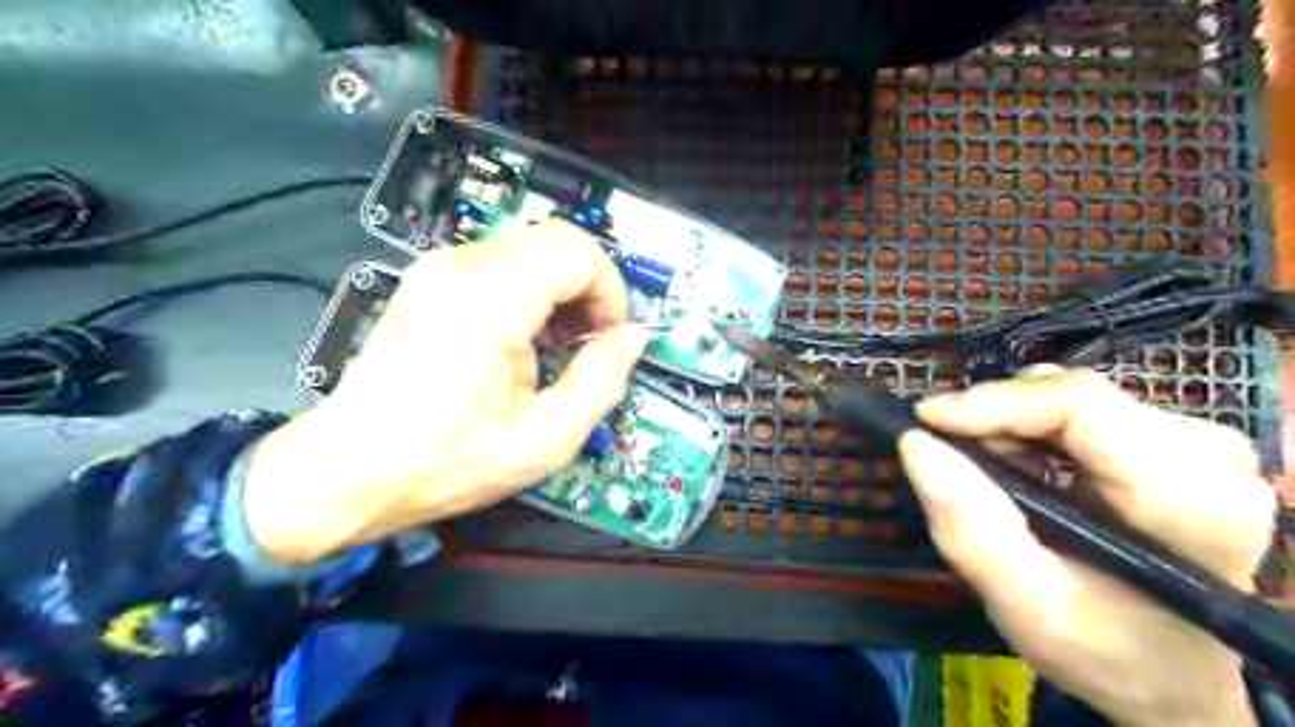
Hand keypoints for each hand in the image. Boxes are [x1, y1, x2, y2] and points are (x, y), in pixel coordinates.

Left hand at [238, 219, 644, 562]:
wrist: (350, 468)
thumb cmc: (449, 461)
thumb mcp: (545, 440)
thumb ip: (601, 382)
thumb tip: (633, 337)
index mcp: (491, 302)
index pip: (577, 251)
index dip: (610, 289)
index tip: (610, 336)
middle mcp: (461, 267)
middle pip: (556, 239)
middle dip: (589, 286)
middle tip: (590, 341)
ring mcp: (438, 268)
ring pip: (530, 246)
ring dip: (560, 286)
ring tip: (558, 343)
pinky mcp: (428, 279)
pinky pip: (499, 260)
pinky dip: (529, 287)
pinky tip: (524, 336)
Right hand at [904, 370, 1272, 725]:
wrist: (1167, 677)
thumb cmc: (1104, 653)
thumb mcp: (1027, 607)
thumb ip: (972, 530)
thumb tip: (917, 444)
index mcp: (1190, 501)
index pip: (1081, 408)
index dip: (993, 403)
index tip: (925, 420)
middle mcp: (1210, 458)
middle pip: (1074, 396)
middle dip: (993, 414)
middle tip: (940, 444)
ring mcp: (1198, 446)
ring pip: (1072, 396)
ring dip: (1007, 421)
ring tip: (973, 460)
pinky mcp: (1175, 444)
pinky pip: (1081, 409)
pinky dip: (1028, 427)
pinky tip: (1009, 460)